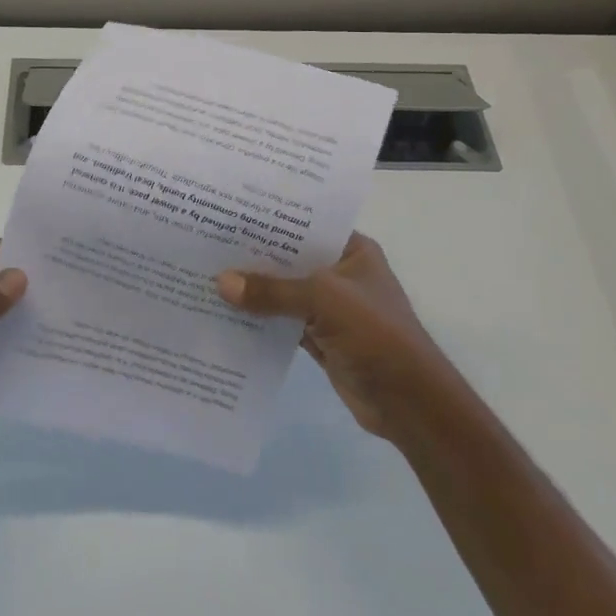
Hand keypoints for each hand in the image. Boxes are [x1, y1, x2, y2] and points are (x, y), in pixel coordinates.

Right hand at [215, 233, 443, 438]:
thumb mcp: (323, 300)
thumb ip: (272, 291)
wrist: (409, 402)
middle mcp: (341, 274)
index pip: (306, 226)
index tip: (230, 213)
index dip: (271, 220)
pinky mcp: (320, 338)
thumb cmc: (375, 334)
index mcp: (352, 250)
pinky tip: (225, 314)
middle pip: (290, 260)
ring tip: (207, 276)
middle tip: (207, 244)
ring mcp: (331, 308)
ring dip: (254, 291)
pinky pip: (282, 322)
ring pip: (284, 292)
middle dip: (254, 257)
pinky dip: (259, 321)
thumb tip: (221, 283)